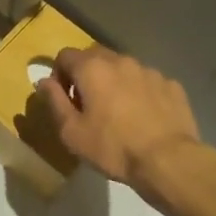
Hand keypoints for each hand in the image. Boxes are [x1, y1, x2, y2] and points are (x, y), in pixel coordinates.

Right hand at [40, 47, 202, 193]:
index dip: (59, 74)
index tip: (64, 98)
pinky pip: (147, 82)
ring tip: (118, 111)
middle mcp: (120, 60)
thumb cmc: (113, 147)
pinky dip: (140, 92)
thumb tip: (44, 81)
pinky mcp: (171, 85)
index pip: (65, 55)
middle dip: (86, 74)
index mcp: (92, 68)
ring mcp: (149, 70)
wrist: (168, 161)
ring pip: (123, 68)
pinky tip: (144, 116)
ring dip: (115, 81)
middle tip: (88, 103)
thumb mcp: (71, 132)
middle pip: (95, 56)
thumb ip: (54, 101)